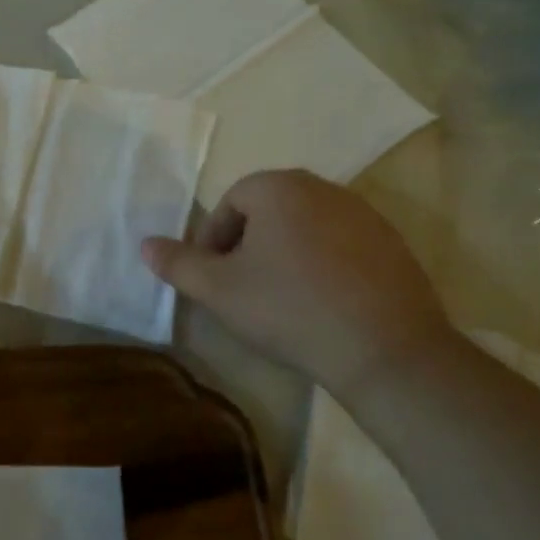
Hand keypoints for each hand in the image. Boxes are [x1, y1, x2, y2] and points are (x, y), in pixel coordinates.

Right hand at [141, 170, 453, 396]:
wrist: (386, 351)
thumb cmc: (289, 310)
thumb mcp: (218, 290)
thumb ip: (177, 264)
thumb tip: (145, 244)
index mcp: (279, 187)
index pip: (230, 203)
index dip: (212, 241)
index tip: (213, 278)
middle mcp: (324, 188)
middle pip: (268, 211)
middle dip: (247, 245)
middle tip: (240, 287)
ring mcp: (365, 215)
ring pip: (304, 227)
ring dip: (283, 254)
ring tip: (279, 299)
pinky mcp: (393, 245)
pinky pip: (340, 245)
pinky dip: (321, 265)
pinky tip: (321, 304)